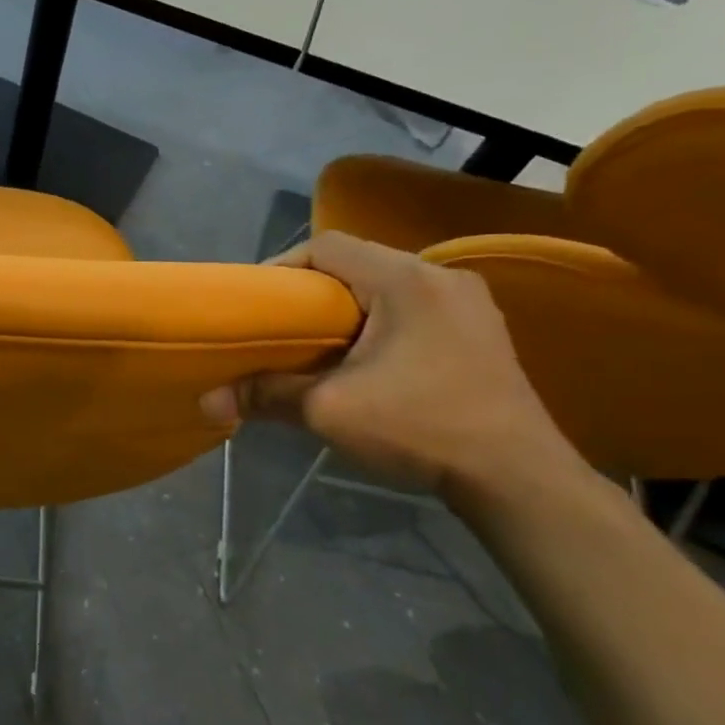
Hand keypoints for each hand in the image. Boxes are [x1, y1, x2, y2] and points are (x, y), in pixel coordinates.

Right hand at [201, 231, 570, 496]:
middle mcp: (441, 277)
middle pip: (357, 262)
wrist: (519, 479)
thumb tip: (205, 401)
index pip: (327, 245)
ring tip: (315, 342)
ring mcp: (467, 303)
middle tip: (280, 325)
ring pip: (385, 285)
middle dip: (311, 290)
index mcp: (406, 279)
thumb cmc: (421, 428)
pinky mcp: (479, 331)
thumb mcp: (330, 410)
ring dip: (345, 307)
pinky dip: (377, 321)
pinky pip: (412, 307)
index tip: (258, 303)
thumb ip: (266, 394)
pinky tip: (364, 358)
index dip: (283, 266)